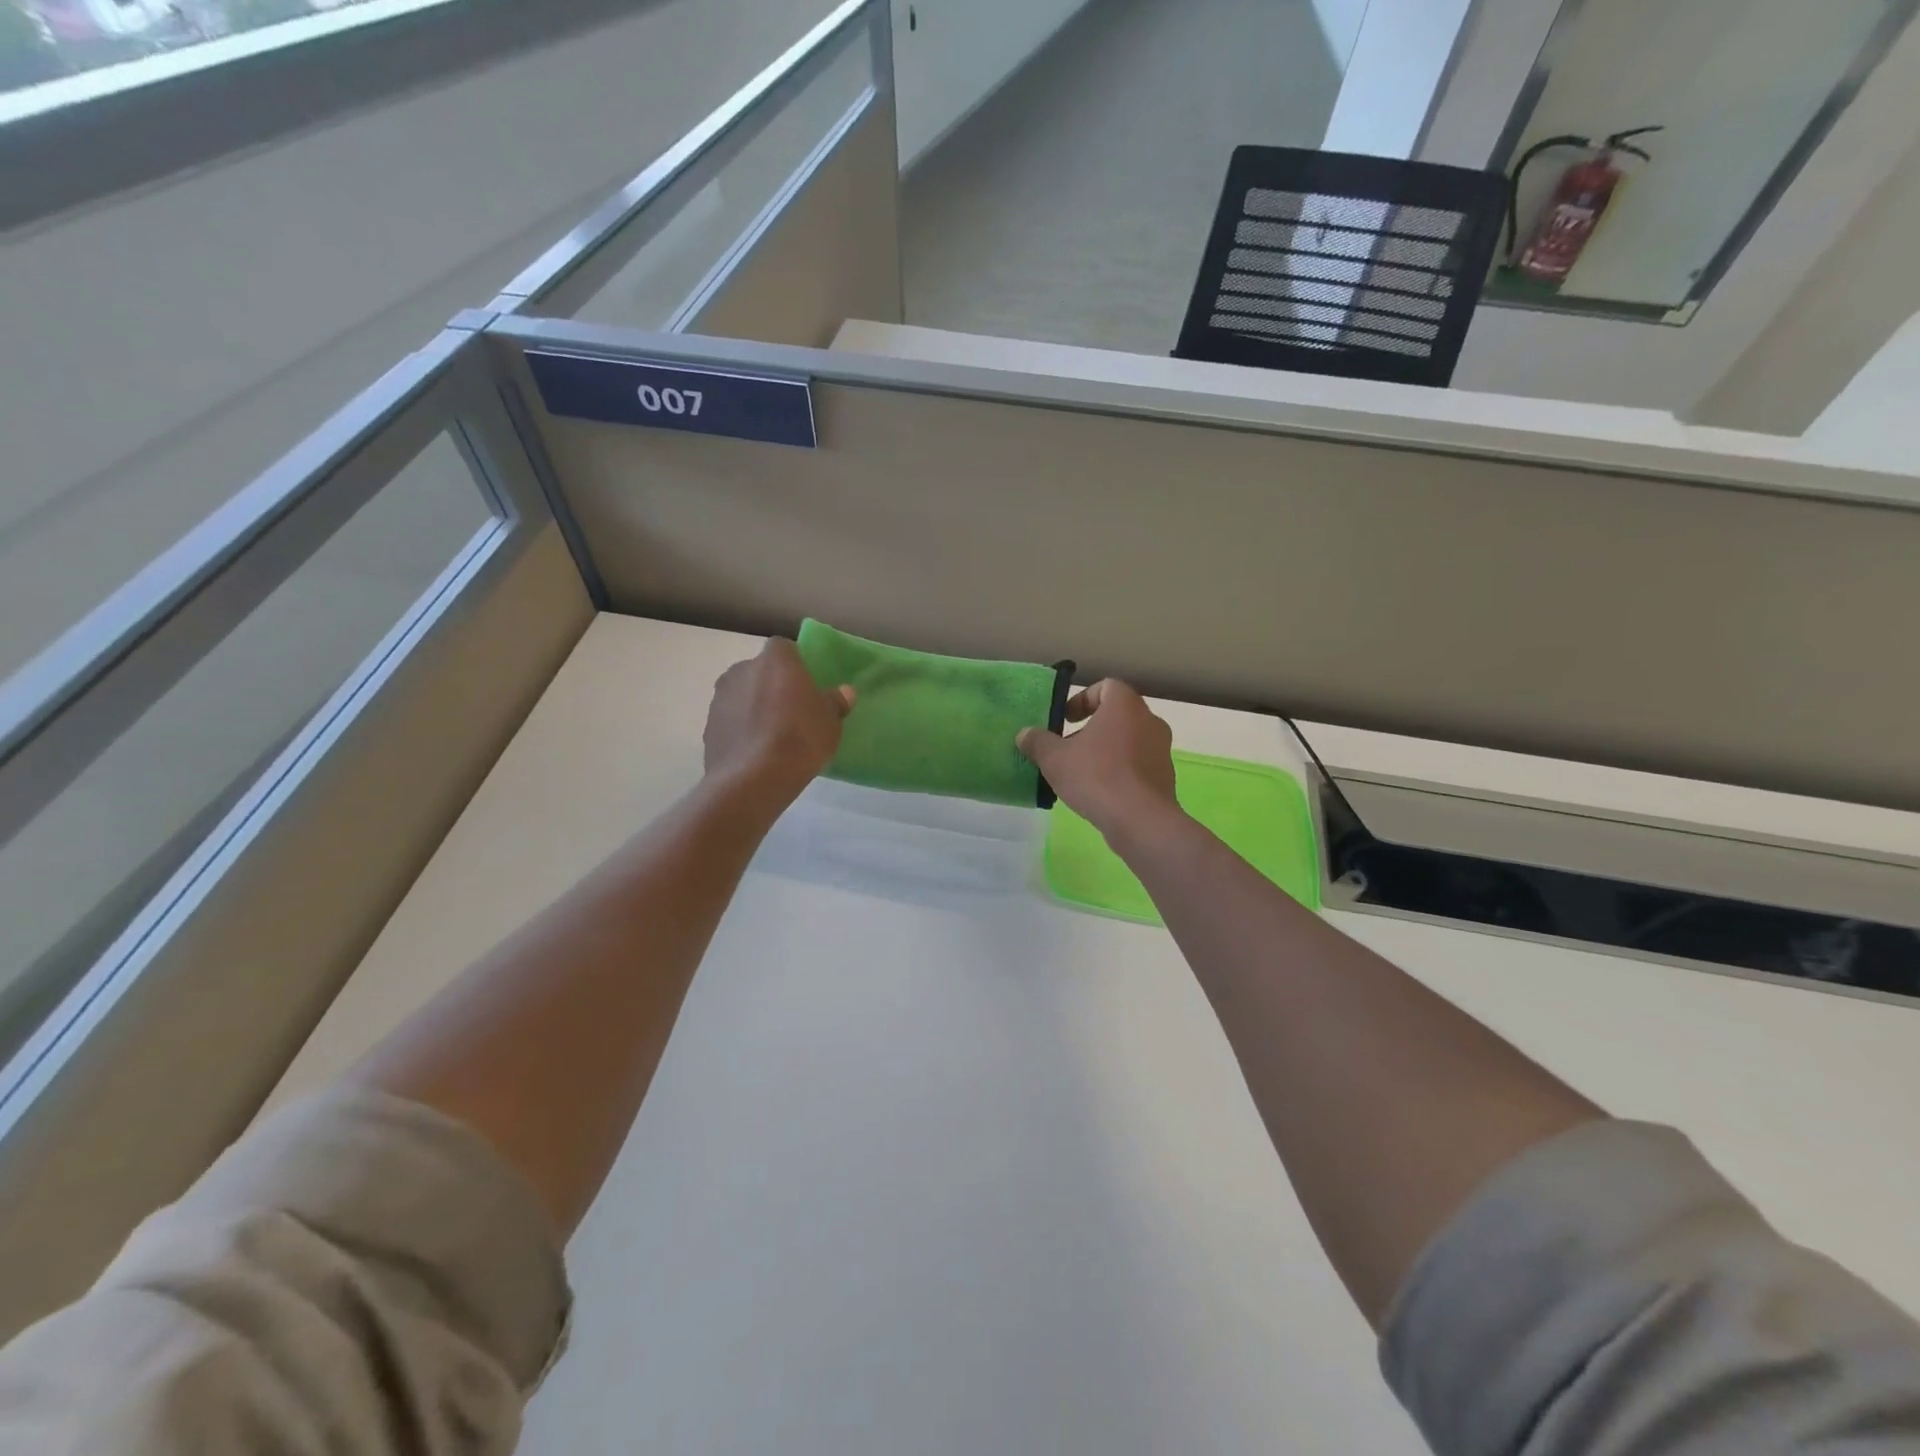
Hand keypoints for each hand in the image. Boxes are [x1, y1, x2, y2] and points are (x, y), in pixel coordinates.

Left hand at [705, 639, 854, 796]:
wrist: (753, 778)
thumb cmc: (799, 738)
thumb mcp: (830, 721)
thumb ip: (835, 702)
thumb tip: (844, 692)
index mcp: (775, 660)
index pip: (784, 648)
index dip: (795, 665)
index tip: (806, 685)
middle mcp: (742, 669)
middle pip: (760, 671)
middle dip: (772, 685)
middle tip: (792, 710)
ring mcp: (720, 697)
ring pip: (742, 695)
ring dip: (754, 707)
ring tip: (773, 735)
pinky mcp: (708, 726)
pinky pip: (731, 721)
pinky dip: (741, 729)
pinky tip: (756, 752)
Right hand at [1016, 680, 1179, 843]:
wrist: (1140, 820)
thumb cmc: (1096, 776)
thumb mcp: (1054, 759)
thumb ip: (1037, 742)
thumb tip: (1024, 734)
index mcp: (1125, 706)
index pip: (1106, 687)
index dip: (1082, 699)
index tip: (1065, 720)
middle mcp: (1149, 720)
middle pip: (1117, 715)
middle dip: (1090, 728)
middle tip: (1067, 747)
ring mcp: (1161, 750)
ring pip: (1128, 740)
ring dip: (1105, 751)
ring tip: (1081, 773)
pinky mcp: (1165, 777)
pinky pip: (1138, 765)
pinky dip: (1120, 771)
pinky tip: (1100, 792)